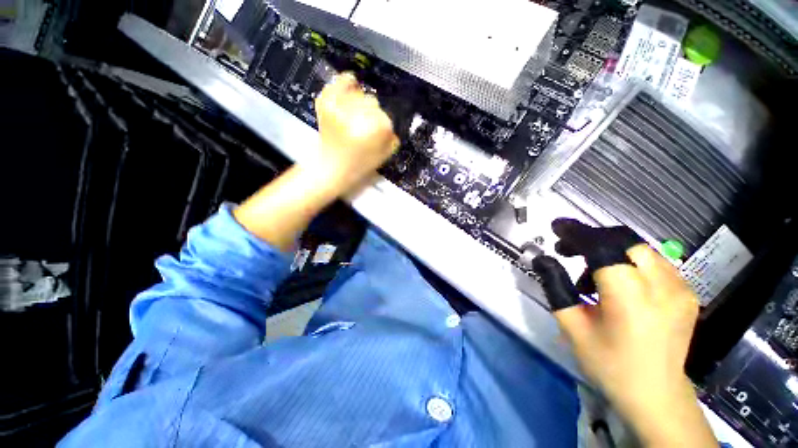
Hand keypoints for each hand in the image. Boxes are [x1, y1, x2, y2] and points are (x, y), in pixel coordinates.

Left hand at [234, 73, 398, 250]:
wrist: (326, 171)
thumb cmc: (355, 169)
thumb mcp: (380, 160)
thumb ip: (390, 143)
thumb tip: (392, 131)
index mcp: (372, 132)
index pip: (385, 120)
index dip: (383, 127)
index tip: (380, 134)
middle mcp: (356, 117)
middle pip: (372, 103)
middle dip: (372, 115)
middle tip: (365, 127)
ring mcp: (338, 109)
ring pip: (358, 94)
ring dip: (360, 104)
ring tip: (355, 116)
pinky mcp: (324, 105)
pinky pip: (337, 85)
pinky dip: (344, 83)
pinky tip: (351, 84)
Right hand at [533, 220, 714, 446]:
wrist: (656, 395)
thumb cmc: (609, 364)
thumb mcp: (572, 327)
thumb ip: (556, 287)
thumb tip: (543, 259)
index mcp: (631, 299)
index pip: (603, 248)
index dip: (577, 232)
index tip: (557, 227)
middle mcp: (663, 287)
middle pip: (625, 240)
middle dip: (591, 238)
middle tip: (568, 251)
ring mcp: (681, 289)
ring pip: (640, 248)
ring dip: (608, 250)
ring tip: (591, 275)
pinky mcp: (687, 293)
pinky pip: (654, 262)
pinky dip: (628, 261)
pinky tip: (617, 283)